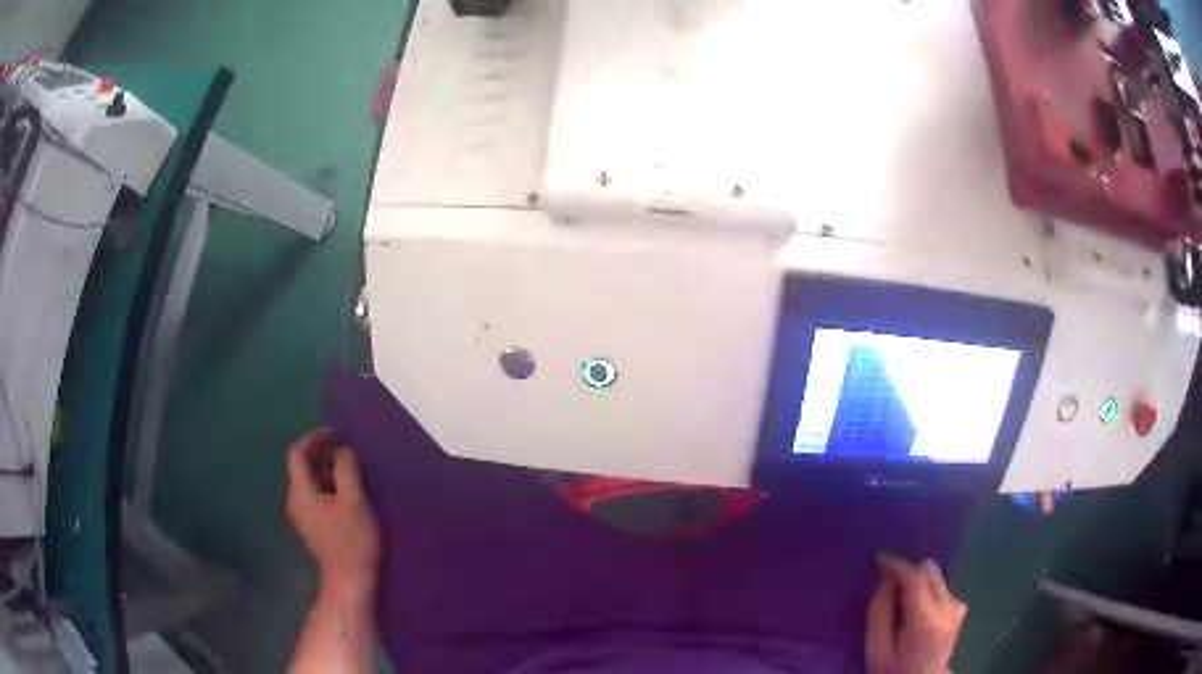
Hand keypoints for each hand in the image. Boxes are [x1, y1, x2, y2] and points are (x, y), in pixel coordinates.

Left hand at [286, 429, 380, 604]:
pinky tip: (347, 492)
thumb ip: (346, 470)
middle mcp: (295, 500)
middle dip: (322, 454)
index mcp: (300, 492)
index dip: (315, 439)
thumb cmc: (352, 540)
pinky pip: (315, 496)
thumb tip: (343, 451)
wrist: (349, 580)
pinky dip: (328, 486)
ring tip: (351, 469)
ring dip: (327, 470)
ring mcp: (303, 516)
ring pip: (310, 482)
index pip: (297, 454)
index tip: (337, 436)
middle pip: (302, 467)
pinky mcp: (313, 527)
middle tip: (347, 450)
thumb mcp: (354, 500)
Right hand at [865, 553, 966, 673]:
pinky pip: (941, 587)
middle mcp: (948, 608)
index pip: (916, 579)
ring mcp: (957, 608)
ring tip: (900, 594)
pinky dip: (927, 588)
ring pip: (936, 577)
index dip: (898, 565)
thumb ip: (879, 615)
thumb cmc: (894, 670)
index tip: (879, 558)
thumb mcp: (876, 650)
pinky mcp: (960, 609)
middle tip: (886, 577)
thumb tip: (885, 583)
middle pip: (929, 572)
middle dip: (908, 570)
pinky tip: (916, 604)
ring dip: (918, 579)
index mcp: (926, 621)